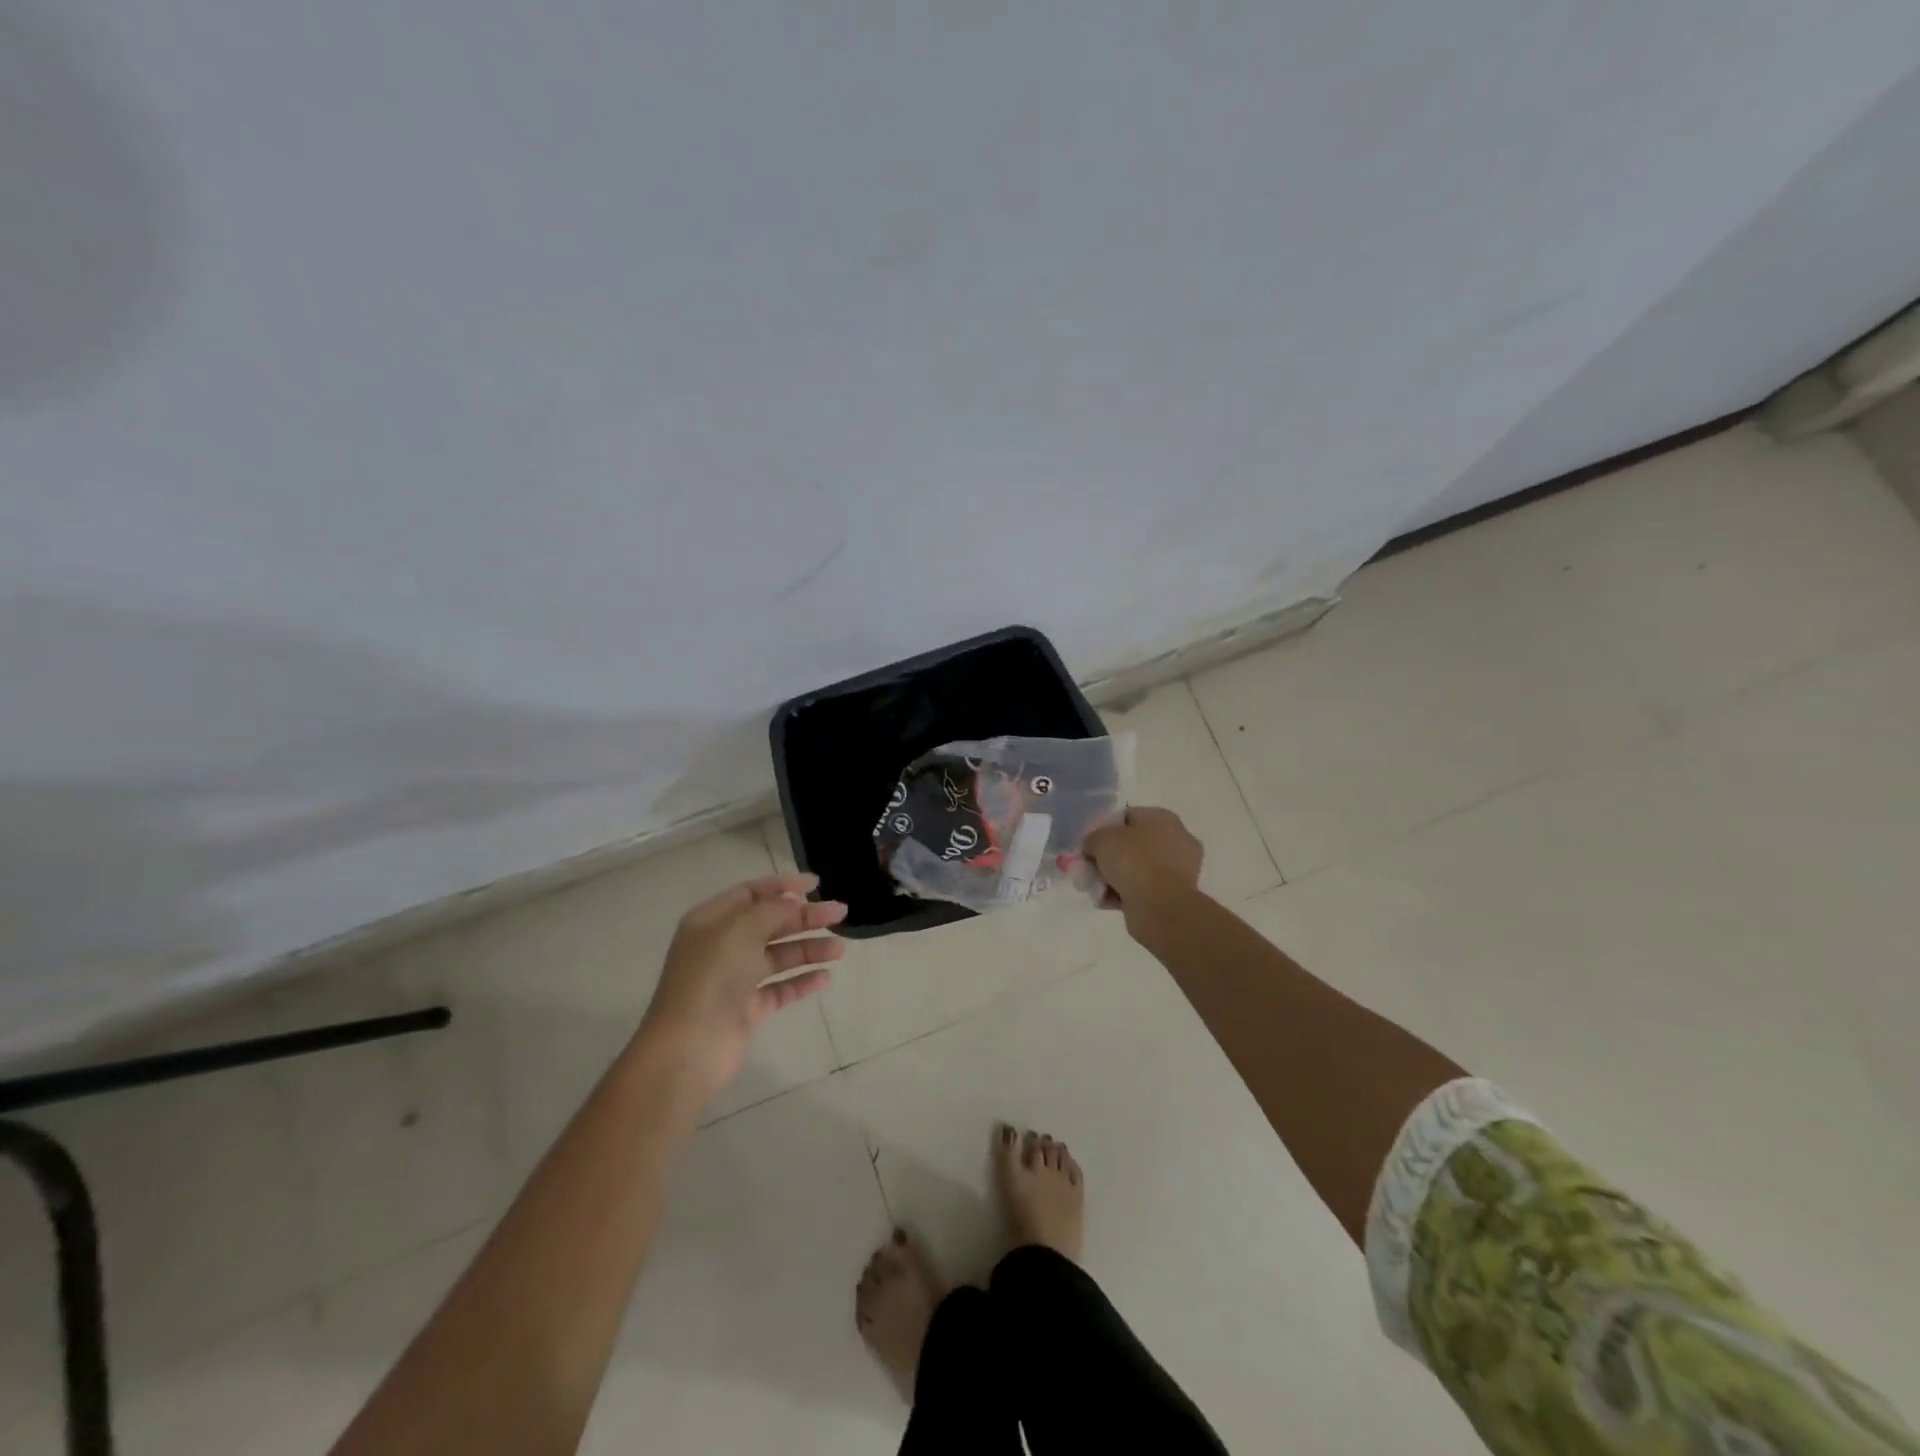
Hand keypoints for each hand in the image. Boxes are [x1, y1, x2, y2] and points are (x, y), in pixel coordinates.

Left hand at [637, 873, 846, 1097]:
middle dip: (804, 917)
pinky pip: (780, 988)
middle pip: (770, 923)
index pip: (751, 893)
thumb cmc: (712, 977)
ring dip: (808, 949)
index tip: (816, 885)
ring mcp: (734, 979)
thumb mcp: (742, 929)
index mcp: (712, 920)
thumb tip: (795, 903)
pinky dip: (802, 981)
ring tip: (839, 949)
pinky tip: (825, 977)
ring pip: (778, 956)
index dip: (783, 886)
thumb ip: (773, 910)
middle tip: (839, 914)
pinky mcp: (747, 1009)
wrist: (690, 1047)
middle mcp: (722, 946)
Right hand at [1083, 806, 1202, 924]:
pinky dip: (1126, 894)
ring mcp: (1179, 868)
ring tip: (1097, 889)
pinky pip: (1143, 888)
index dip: (1105, 829)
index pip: (1127, 816)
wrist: (1160, 906)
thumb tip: (1093, 846)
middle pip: (1132, 844)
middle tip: (1091, 868)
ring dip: (1115, 878)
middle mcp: (1175, 839)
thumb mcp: (1100, 839)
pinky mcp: (1175, 894)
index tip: (1090, 845)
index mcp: (1162, 817)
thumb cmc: (1133, 861)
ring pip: (1137, 869)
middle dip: (1110, 857)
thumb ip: (1092, 838)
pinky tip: (1108, 901)